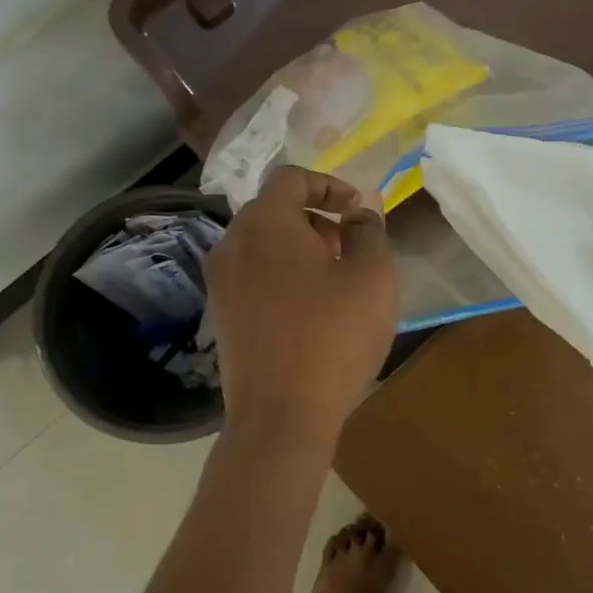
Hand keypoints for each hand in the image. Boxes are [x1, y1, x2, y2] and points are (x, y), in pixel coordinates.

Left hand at [206, 167, 399, 443]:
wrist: (281, 414)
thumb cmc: (334, 335)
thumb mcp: (372, 275)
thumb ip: (369, 231)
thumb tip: (358, 214)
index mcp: (266, 223)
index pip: (291, 178)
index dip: (329, 184)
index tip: (357, 209)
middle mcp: (232, 243)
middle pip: (272, 210)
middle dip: (314, 217)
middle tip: (347, 245)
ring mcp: (220, 282)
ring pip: (260, 244)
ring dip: (297, 248)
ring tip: (332, 280)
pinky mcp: (221, 315)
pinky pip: (251, 275)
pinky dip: (279, 275)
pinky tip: (308, 310)